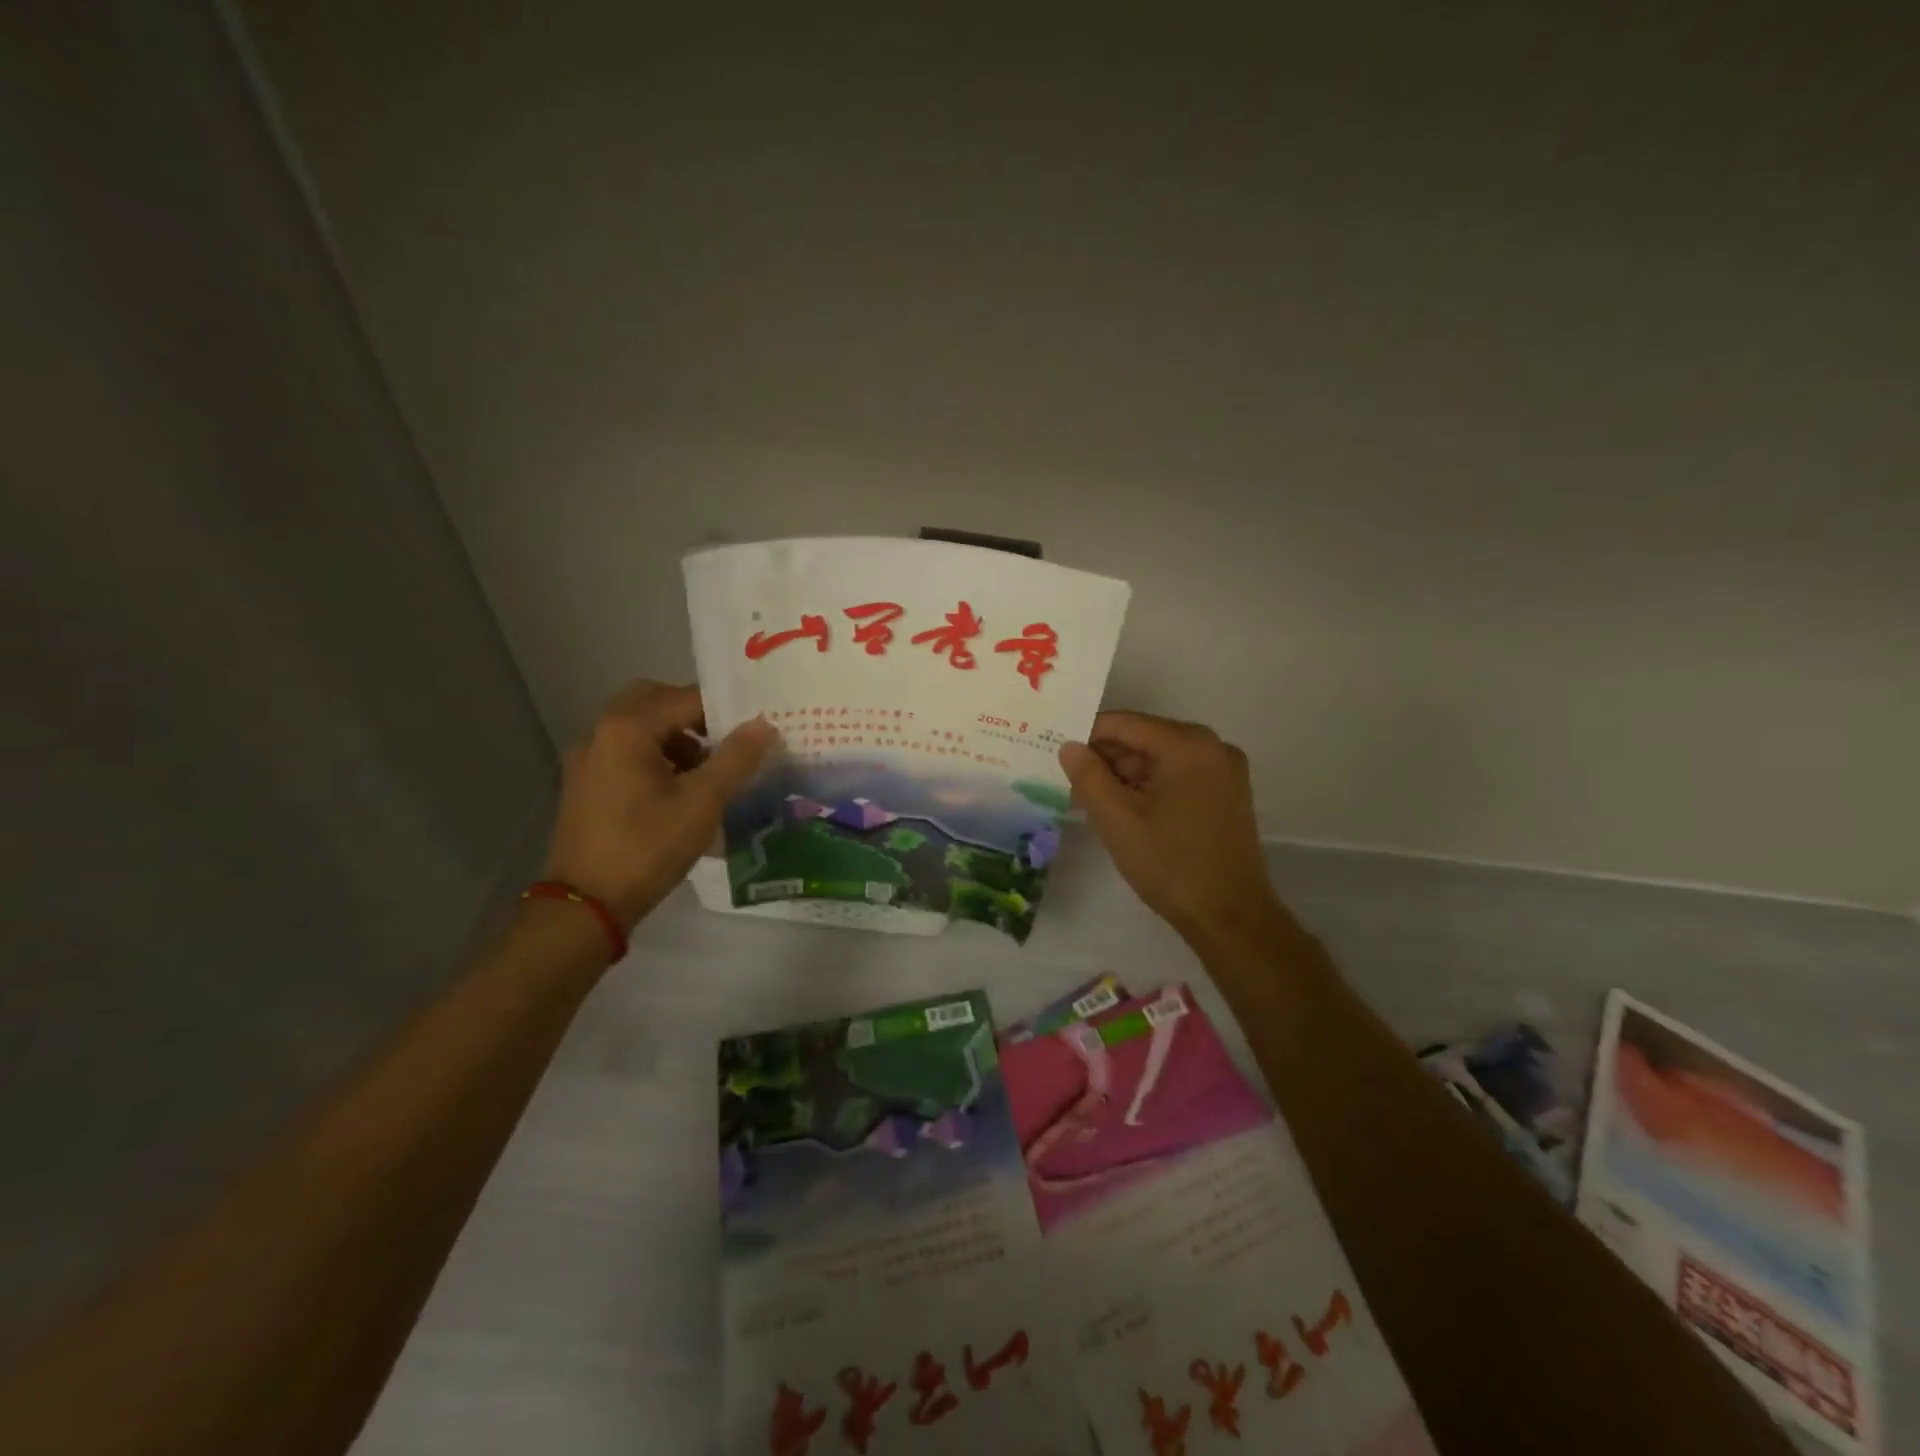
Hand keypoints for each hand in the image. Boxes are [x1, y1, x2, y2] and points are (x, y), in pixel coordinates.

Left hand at [542, 681, 775, 925]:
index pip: (686, 698)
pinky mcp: (584, 784)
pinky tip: (677, 793)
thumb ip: (736, 758)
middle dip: (694, 717)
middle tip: (726, 743)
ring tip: (707, 774)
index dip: (724, 712)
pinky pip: (625, 752)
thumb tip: (764, 724)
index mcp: (627, 728)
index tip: (753, 731)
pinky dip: (654, 757)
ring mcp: (587, 759)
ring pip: (638, 727)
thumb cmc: (648, 847)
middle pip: (654, 702)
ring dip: (675, 738)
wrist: (587, 905)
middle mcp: (601, 732)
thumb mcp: (703, 802)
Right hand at [1060, 712, 1284, 946]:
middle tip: (1073, 785)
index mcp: (1188, 745)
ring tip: (1095, 803)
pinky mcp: (1227, 792)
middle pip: (1144, 738)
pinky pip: (1178, 775)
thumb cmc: (1170, 864)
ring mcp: (1224, 769)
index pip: (1124, 724)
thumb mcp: (1117, 820)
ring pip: (1160, 758)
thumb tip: (1069, 746)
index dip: (1087, 737)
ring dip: (1126, 776)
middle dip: (1107, 759)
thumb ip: (1088, 776)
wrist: (1230, 916)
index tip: (1058, 756)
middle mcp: (1212, 746)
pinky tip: (1127, 811)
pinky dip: (1150, 786)